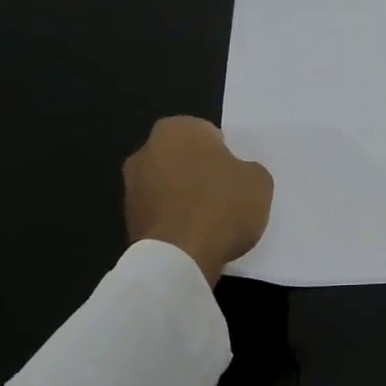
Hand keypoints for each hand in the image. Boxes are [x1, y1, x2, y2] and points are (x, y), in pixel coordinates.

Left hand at [123, 117, 273, 285]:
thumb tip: (235, 176)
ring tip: (208, 221)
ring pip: (166, 186)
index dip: (223, 154)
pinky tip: (192, 238)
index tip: (234, 175)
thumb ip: (245, 169)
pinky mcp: (127, 222)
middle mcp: (146, 151)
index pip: (205, 133)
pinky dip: (172, 221)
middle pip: (181, 158)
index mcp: (176, 129)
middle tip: (223, 194)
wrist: (183, 256)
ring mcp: (131, 188)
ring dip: (181, 197)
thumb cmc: (223, 204)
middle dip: (197, 172)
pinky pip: (159, 214)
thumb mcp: (258, 180)